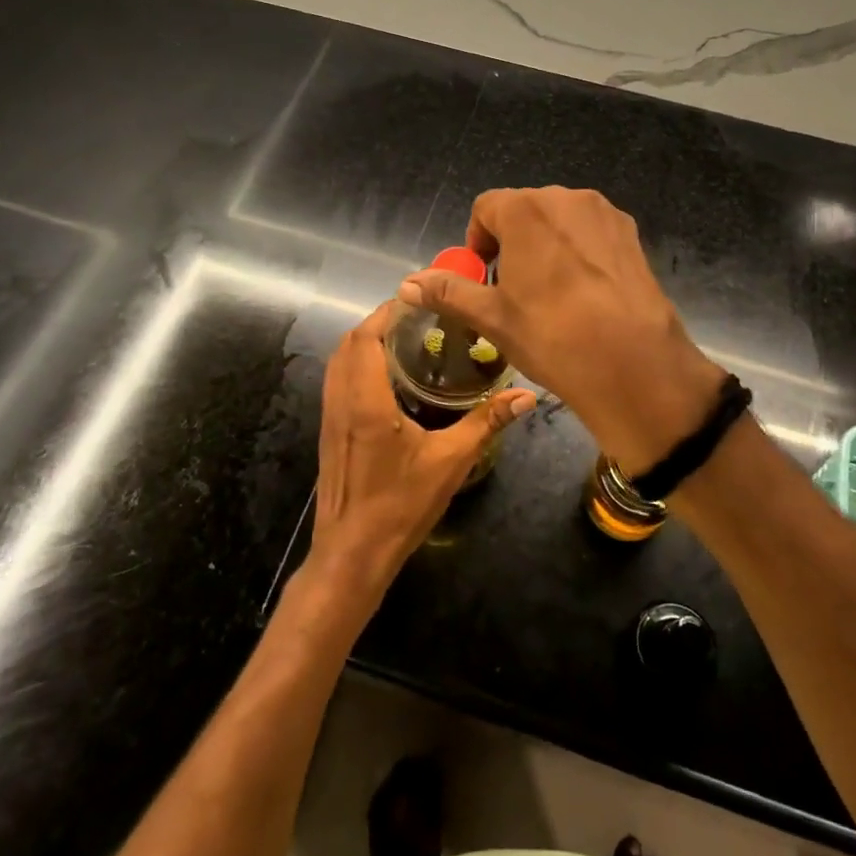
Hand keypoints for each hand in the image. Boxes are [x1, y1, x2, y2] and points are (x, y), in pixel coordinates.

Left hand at [309, 301, 534, 598]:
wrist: (351, 555)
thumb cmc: (399, 506)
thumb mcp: (450, 463)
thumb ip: (486, 424)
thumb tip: (526, 397)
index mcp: (366, 401)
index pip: (366, 337)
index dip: (386, 311)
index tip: (417, 299)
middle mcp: (341, 401)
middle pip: (349, 343)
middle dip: (378, 322)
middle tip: (418, 318)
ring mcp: (330, 417)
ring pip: (339, 361)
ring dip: (365, 342)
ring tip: (405, 339)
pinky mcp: (329, 432)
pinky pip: (338, 381)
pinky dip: (357, 364)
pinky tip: (388, 378)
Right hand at [398, 188, 723, 474]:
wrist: (634, 364)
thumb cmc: (552, 336)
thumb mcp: (492, 317)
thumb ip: (448, 292)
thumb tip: (408, 284)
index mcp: (526, 209)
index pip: (486, 208)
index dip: (478, 241)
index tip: (483, 277)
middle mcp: (566, 198)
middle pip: (525, 210)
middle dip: (511, 241)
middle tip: (513, 289)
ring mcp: (605, 214)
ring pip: (560, 221)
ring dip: (546, 245)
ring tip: (551, 294)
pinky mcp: (632, 235)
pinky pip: (591, 233)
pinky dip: (579, 252)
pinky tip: (585, 295)